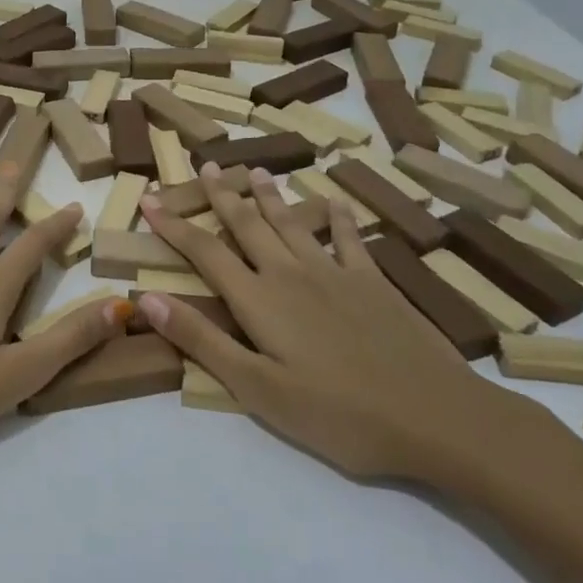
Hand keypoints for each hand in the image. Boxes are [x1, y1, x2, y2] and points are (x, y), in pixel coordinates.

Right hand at [136, 164, 503, 480]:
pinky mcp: (374, 283)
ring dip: (271, 196)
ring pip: (293, 223)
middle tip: (208, 165)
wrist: (435, 417)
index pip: (205, 252)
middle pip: (248, 225)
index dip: (173, 225)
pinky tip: (336, 201)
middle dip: (223, 195)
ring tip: (257, 171)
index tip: (149, 200)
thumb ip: (202, 340)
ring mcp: (336, 273)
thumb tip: (147, 298)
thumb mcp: (257, 388)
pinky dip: (340, 216)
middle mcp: (291, 274)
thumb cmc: (338, 414)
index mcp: (259, 300)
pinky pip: (351, 238)